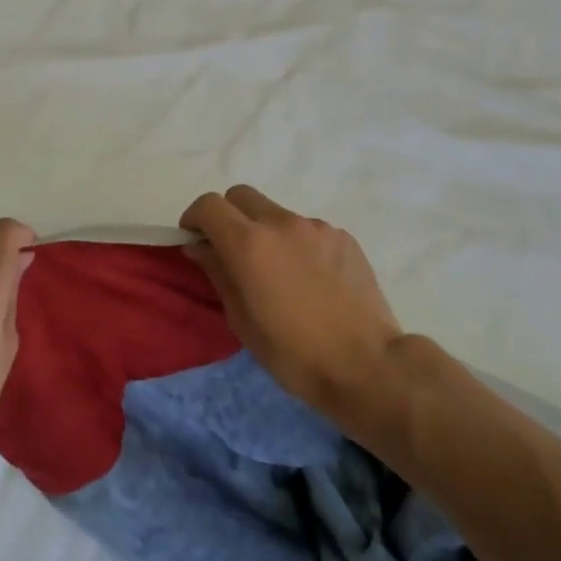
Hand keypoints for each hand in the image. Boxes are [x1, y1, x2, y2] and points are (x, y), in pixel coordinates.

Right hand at [180, 186, 403, 418]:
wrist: (366, 364)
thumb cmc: (292, 352)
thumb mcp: (240, 319)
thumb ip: (217, 273)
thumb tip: (199, 247)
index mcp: (249, 244)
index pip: (209, 205)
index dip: (194, 219)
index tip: (195, 240)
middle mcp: (282, 223)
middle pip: (241, 196)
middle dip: (228, 216)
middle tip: (230, 251)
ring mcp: (317, 228)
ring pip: (276, 214)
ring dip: (265, 232)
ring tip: (278, 273)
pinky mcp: (344, 238)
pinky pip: (307, 230)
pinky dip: (297, 245)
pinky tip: (310, 280)